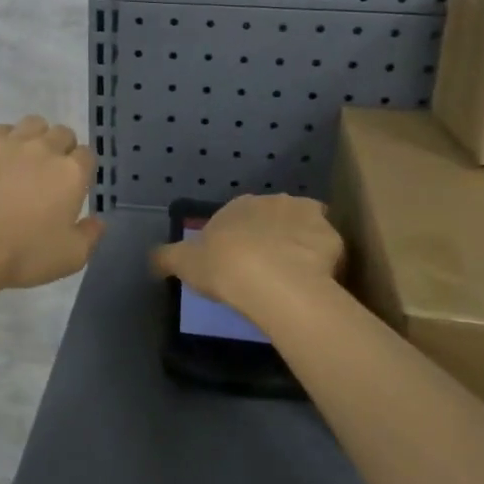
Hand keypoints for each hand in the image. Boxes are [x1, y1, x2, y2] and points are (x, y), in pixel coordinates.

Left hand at [0, 117, 103, 292]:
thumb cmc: (23, 253)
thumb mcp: (70, 257)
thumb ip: (90, 236)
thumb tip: (98, 221)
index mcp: (71, 174)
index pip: (87, 155)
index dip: (82, 168)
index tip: (72, 185)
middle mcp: (46, 149)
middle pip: (63, 133)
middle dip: (61, 148)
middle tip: (48, 173)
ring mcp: (11, 142)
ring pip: (33, 123)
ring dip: (35, 136)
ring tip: (23, 159)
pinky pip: (0, 129)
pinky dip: (3, 139)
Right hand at [152, 194, 343, 316]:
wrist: (273, 281)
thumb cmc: (224, 267)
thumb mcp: (185, 264)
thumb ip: (167, 258)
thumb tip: (151, 258)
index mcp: (239, 206)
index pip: (239, 215)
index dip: (238, 238)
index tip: (237, 262)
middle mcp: (274, 201)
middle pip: (273, 217)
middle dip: (271, 236)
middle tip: (265, 269)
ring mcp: (307, 216)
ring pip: (304, 227)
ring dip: (300, 243)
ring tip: (294, 275)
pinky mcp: (332, 237)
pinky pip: (327, 248)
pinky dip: (323, 260)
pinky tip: (315, 280)